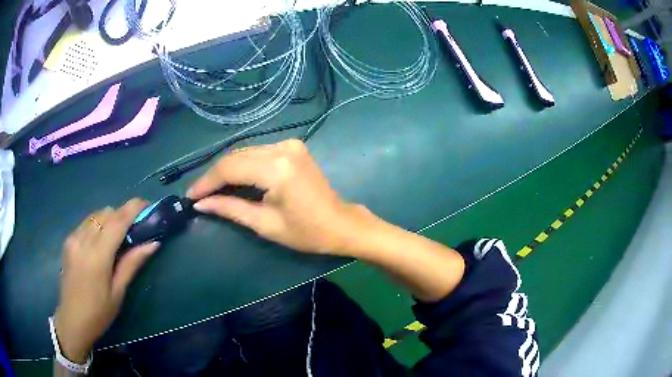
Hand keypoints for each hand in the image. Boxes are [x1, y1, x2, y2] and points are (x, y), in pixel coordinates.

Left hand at [53, 199, 159, 362]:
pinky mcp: (68, 240)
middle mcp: (83, 240)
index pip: (117, 221)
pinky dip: (98, 225)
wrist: (72, 320)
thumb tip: (153, 244)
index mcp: (97, 256)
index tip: (147, 204)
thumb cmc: (99, 313)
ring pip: (96, 215)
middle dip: (122, 215)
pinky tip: (101, 243)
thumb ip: (132, 264)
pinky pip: (86, 223)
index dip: (133, 208)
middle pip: (106, 213)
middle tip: (134, 229)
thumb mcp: (118, 292)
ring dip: (110, 219)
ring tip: (117, 237)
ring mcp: (73, 238)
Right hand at [188, 140, 374, 254]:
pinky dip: (243, 166)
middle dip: (214, 176)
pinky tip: (234, 181)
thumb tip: (200, 204)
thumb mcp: (264, 224)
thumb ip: (230, 208)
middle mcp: (282, 148)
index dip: (206, 182)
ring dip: (227, 170)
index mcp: (277, 168)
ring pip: (245, 153)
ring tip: (212, 190)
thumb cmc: (306, 232)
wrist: (340, 224)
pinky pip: (258, 153)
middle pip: (235, 157)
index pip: (229, 168)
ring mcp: (289, 144)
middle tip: (199, 195)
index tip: (190, 196)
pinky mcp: (293, 147)